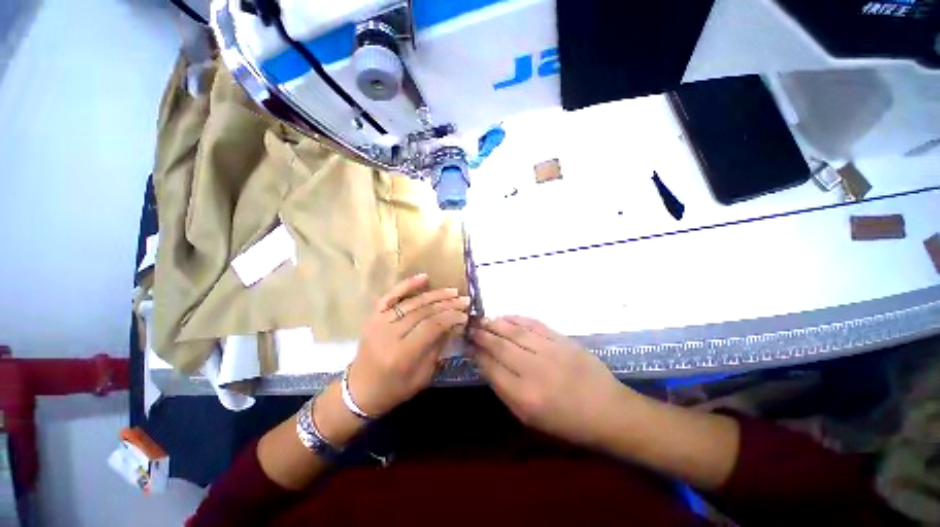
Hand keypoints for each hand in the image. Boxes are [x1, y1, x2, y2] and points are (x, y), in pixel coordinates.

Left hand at [346, 274, 469, 416]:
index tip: (465, 314)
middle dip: (448, 304)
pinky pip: (391, 296)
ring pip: (412, 302)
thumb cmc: (394, 389)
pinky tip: (424, 277)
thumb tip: (454, 324)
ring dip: (435, 295)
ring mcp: (378, 322)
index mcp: (402, 354)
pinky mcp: (373, 316)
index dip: (451, 317)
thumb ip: (438, 347)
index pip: (432, 326)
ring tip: (453, 291)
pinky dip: (407, 285)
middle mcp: (389, 334)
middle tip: (464, 300)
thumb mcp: (422, 376)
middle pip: (424, 312)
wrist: (359, 391)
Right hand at [470, 316, 633, 446]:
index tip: (468, 345)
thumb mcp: (530, 417)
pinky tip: (506, 316)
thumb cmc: (566, 421)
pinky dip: (517, 318)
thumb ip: (505, 390)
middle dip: (482, 335)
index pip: (491, 368)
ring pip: (515, 331)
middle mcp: (534, 370)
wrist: (607, 410)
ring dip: (495, 323)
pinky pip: (534, 324)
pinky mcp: (562, 339)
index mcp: (524, 396)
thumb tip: (486, 363)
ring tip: (483, 319)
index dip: (476, 354)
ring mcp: (550, 351)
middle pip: (500, 346)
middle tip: (470, 327)